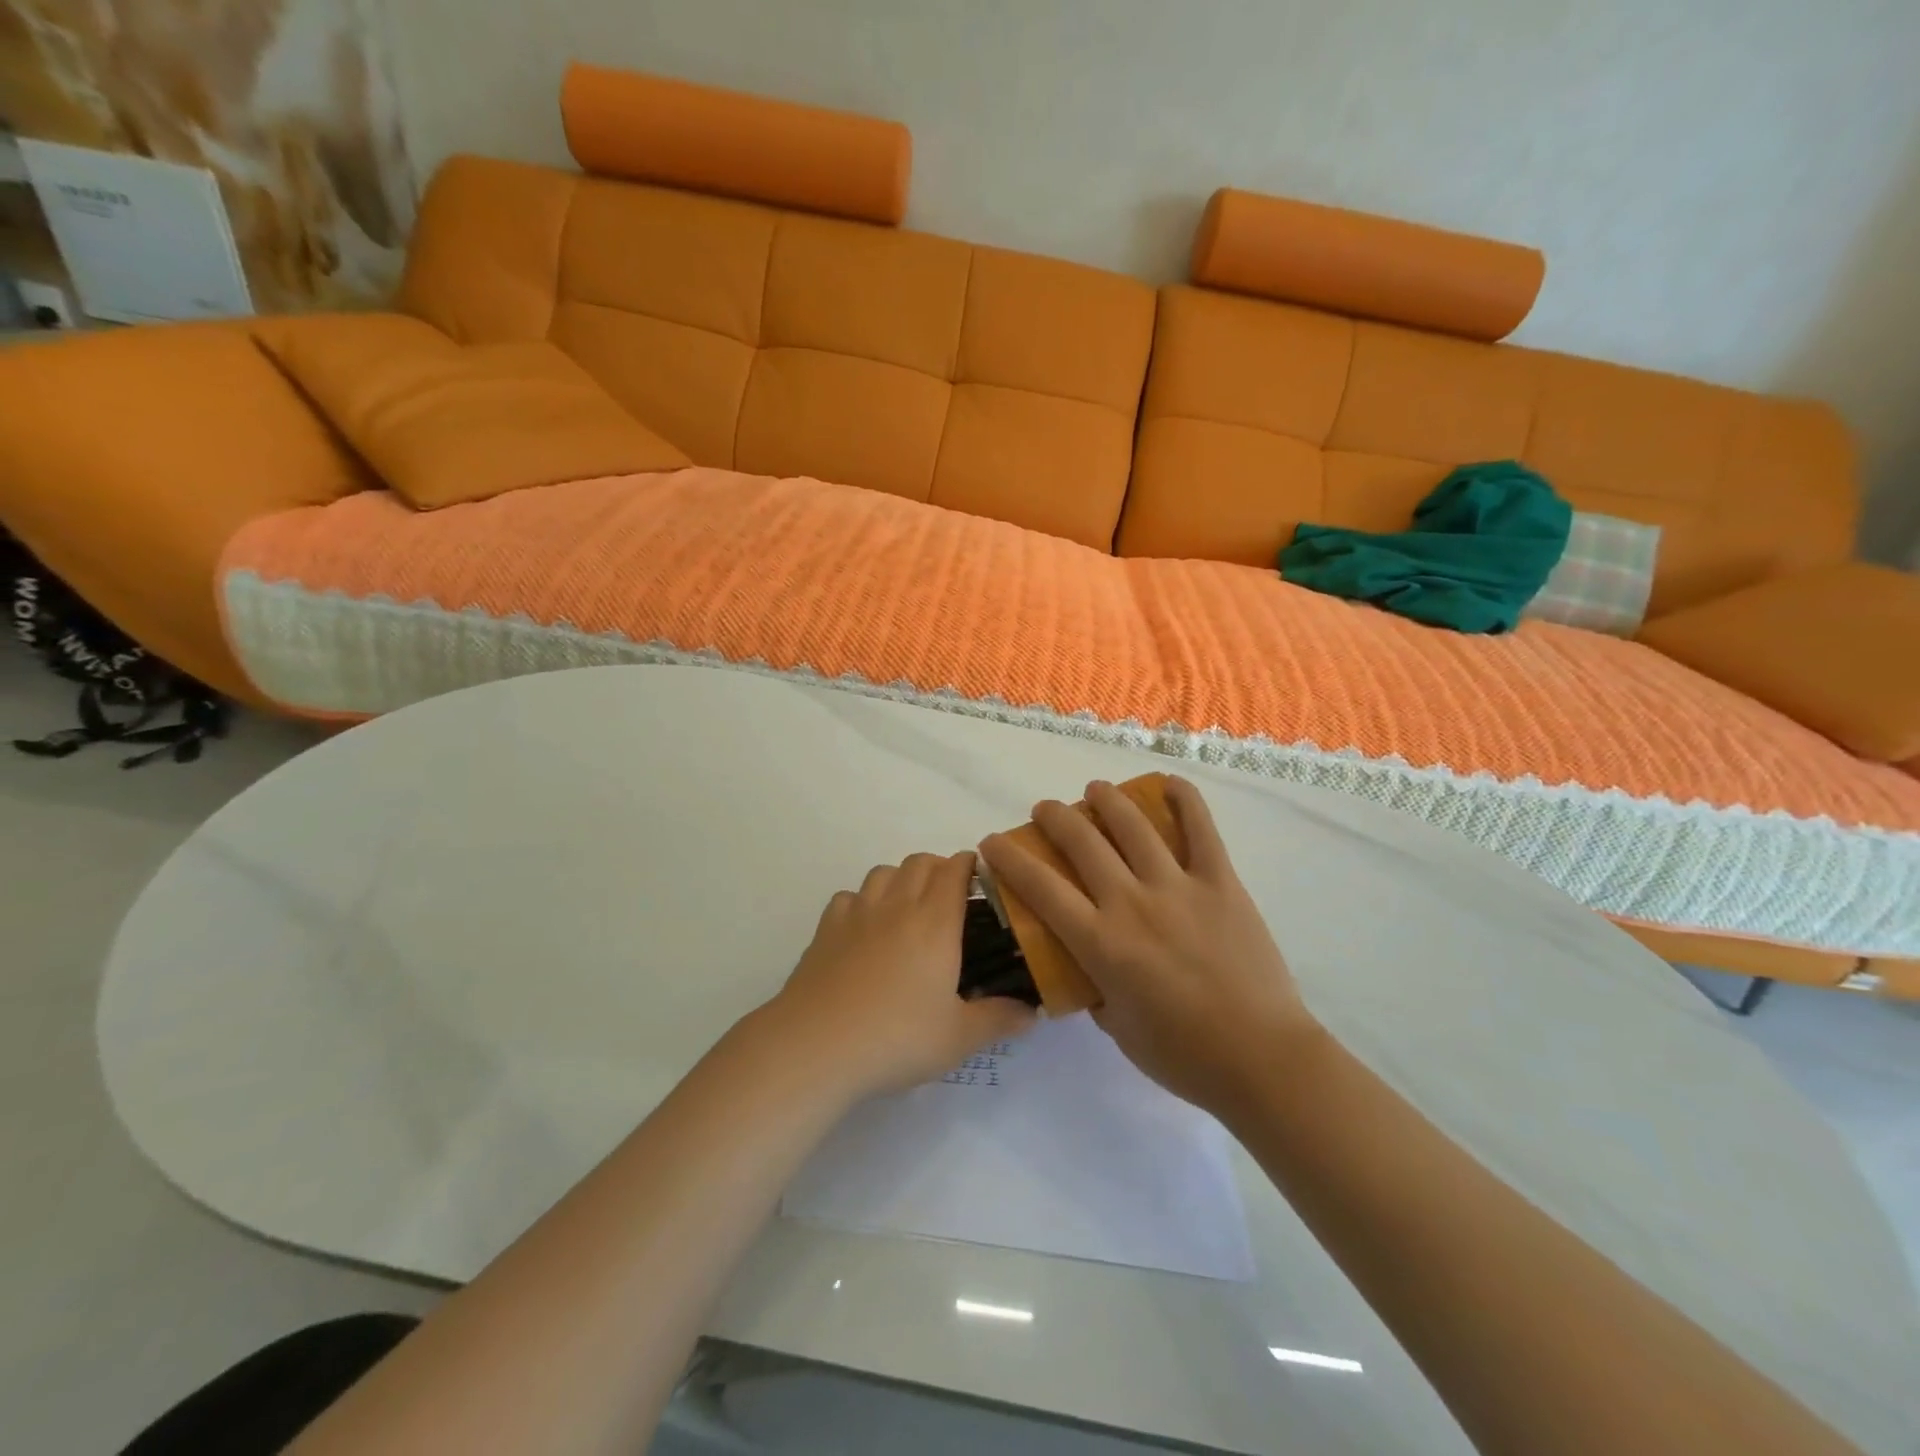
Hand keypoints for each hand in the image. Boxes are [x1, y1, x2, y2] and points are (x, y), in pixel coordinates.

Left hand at [765, 851, 1035, 1098]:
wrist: (817, 1046)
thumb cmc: (897, 1038)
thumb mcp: (959, 1038)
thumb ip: (999, 1020)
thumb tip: (1032, 1012)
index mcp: (936, 922)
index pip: (955, 870)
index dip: (970, 864)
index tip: (981, 878)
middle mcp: (898, 906)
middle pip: (920, 862)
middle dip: (939, 868)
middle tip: (950, 898)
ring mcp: (857, 914)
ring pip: (883, 872)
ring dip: (901, 879)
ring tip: (908, 909)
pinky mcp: (825, 929)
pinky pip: (848, 897)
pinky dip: (862, 901)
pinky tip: (864, 929)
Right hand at [979, 776, 1314, 1116]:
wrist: (1261, 1059)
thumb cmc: (1183, 1055)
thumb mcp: (1117, 1028)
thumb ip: (1095, 988)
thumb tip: (1089, 966)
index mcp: (1101, 942)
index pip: (1041, 887)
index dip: (1010, 858)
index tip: (993, 842)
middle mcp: (1131, 902)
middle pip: (1082, 842)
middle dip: (1055, 817)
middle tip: (1046, 811)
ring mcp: (1178, 886)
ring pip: (1133, 825)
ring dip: (1106, 799)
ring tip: (1095, 791)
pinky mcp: (1220, 882)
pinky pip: (1201, 829)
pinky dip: (1183, 800)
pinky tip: (1167, 784)